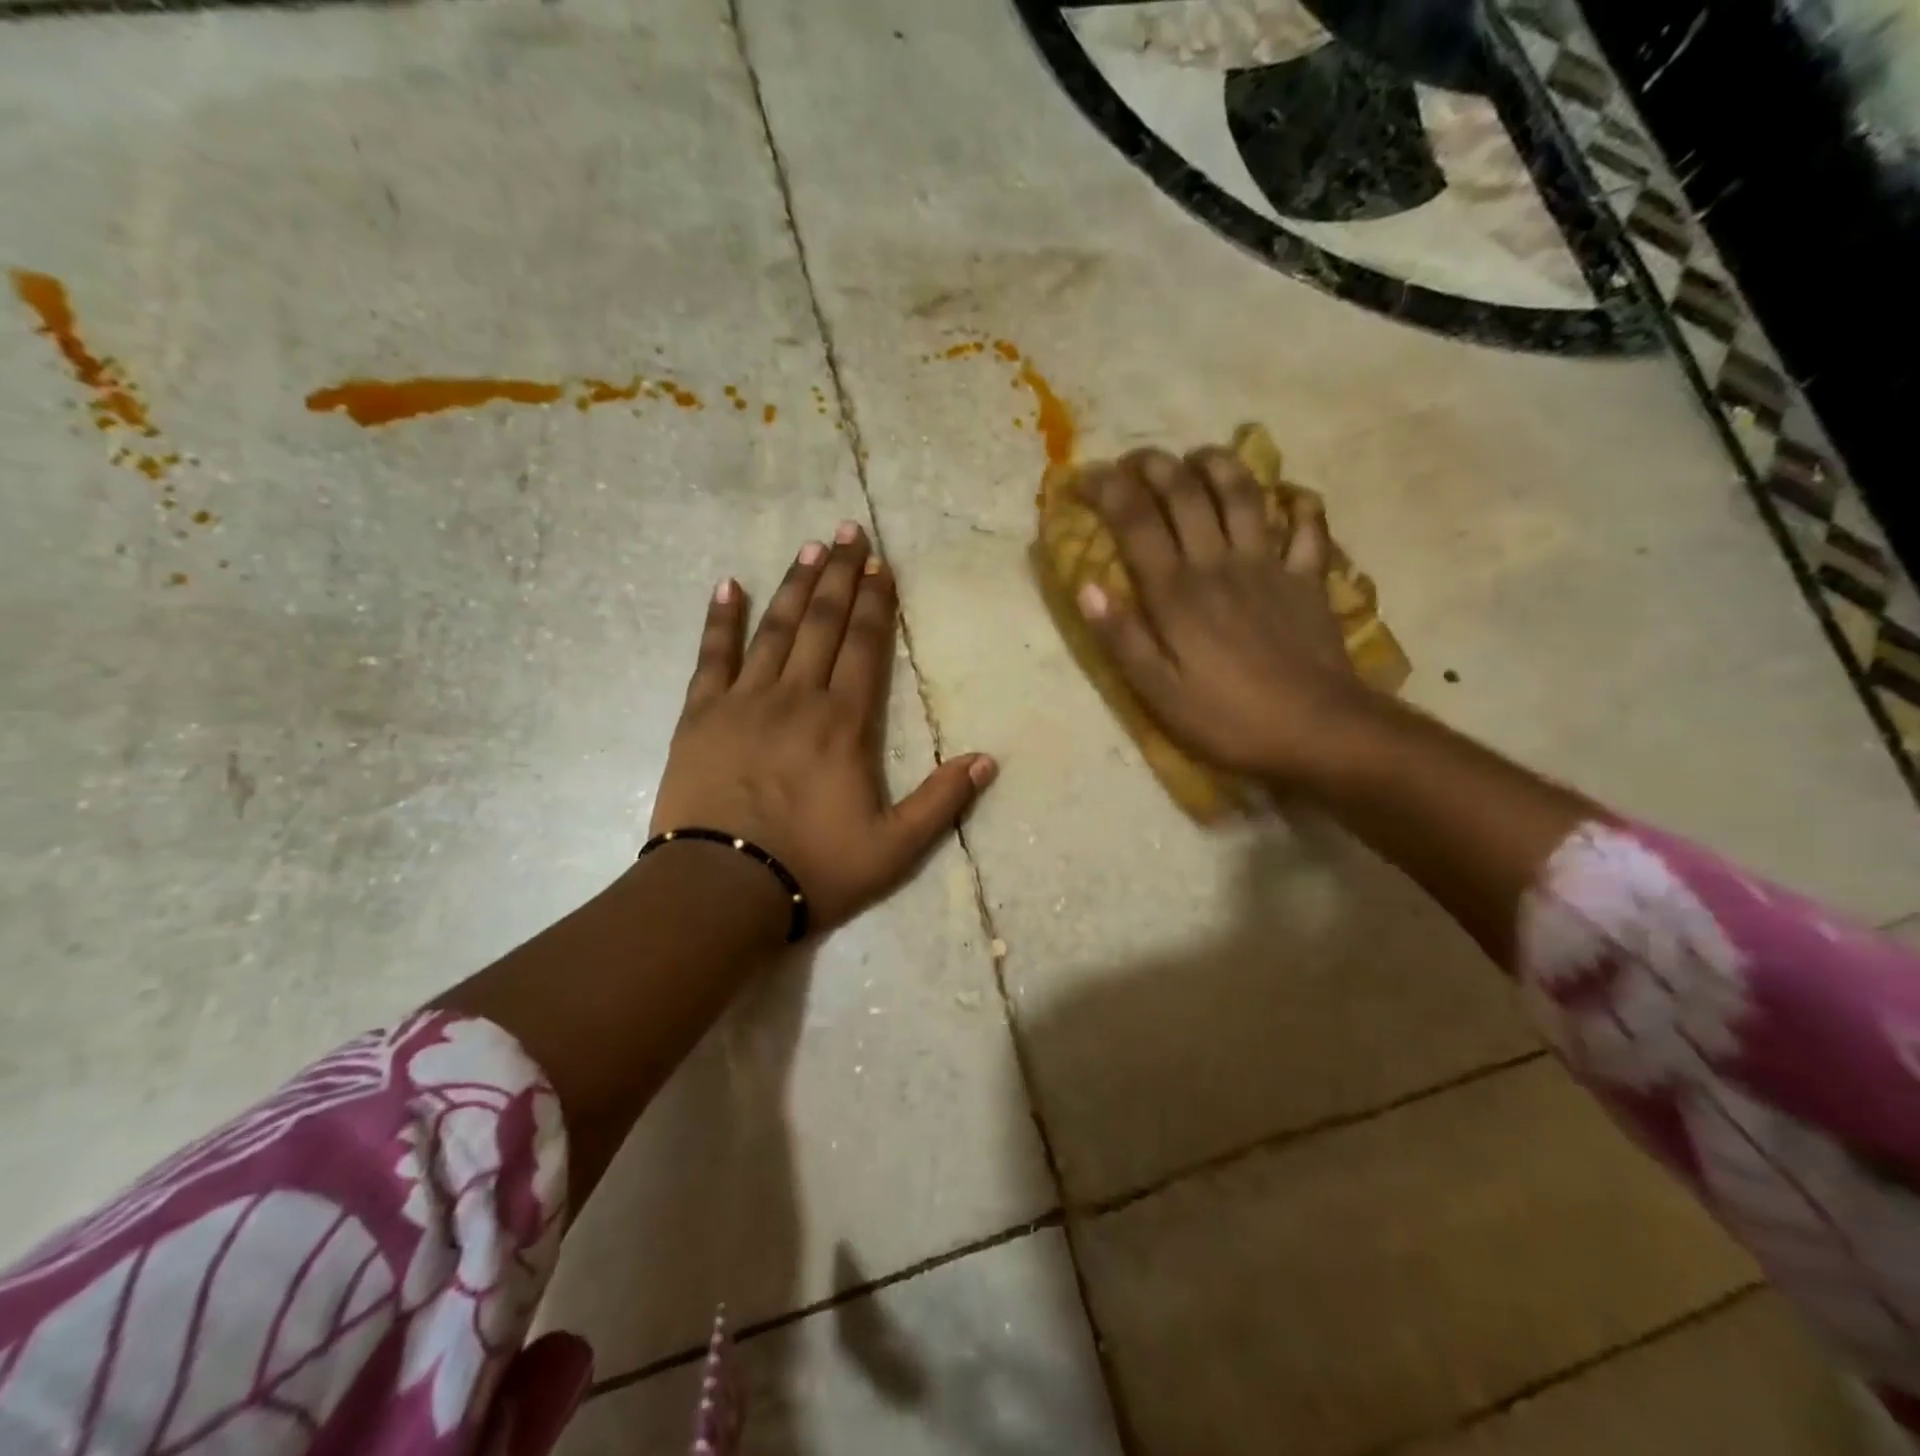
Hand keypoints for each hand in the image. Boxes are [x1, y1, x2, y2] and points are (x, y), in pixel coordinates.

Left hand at [652, 521, 995, 933]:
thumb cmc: (814, 869)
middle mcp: (796, 698)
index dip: (874, 602)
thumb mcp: (894, 849)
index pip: (864, 647)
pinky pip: (712, 657)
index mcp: (844, 724)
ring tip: (808, 548)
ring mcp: (744, 702)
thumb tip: (988, 759)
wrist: (721, 890)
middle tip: (847, 530)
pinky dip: (721, 620)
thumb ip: (942, 801)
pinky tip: (729, 586)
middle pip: (822, 624)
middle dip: (838, 575)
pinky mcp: (700, 716)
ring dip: (794, 586)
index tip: (880, 564)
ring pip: (775, 630)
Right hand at [1075, 446, 1377, 787]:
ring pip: (1244, 494)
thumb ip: (1122, 638)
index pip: (1136, 522)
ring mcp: (1270, 566)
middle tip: (1135, 459)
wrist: (1318, 731)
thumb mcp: (1157, 692)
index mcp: (1177, 593)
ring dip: (1220, 464)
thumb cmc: (1227, 718)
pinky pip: (1307, 527)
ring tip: (1200, 456)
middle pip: (1187, 493)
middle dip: (1156, 465)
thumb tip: (1086, 587)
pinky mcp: (1309, 579)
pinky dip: (1298, 504)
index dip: (1108, 489)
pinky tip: (1289, 495)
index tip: (1086, 475)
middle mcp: (1220, 564)